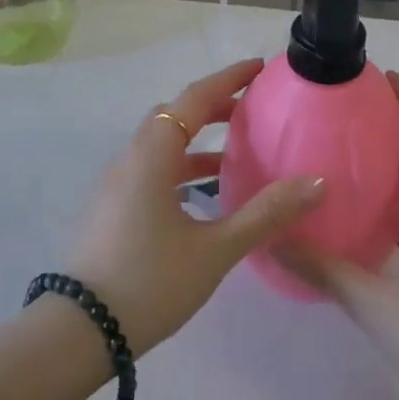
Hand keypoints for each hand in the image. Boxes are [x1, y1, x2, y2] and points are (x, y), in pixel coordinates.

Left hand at [64, 58, 323, 354]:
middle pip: (174, 115)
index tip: (258, 67)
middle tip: (253, 108)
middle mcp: (131, 158)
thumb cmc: (150, 282)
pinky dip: (182, 166)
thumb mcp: (216, 249)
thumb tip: (317, 183)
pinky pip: (153, 169)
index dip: (228, 79)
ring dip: (196, 139)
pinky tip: (205, 195)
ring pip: (161, 144)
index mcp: (152, 155)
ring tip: (236, 150)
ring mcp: (118, 184)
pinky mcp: (114, 207)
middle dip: (214, 106)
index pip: (193, 98)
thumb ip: (266, 213)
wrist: (81, 332)